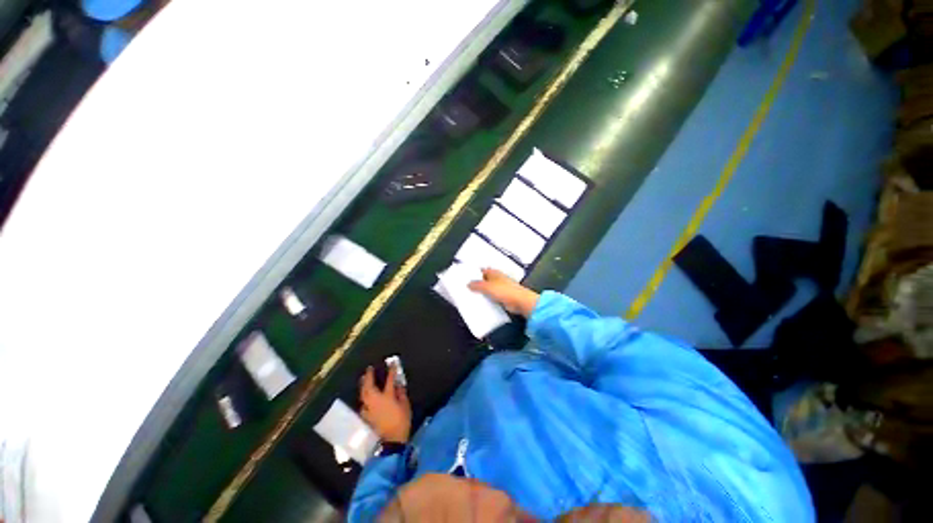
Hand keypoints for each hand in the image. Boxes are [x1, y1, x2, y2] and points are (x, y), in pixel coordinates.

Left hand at [359, 364, 410, 443]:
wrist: (391, 440)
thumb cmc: (401, 421)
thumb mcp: (405, 405)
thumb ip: (401, 393)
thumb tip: (398, 385)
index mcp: (387, 396)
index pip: (389, 380)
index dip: (391, 370)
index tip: (391, 363)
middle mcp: (376, 400)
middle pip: (369, 386)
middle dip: (369, 376)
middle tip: (369, 369)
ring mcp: (369, 409)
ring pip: (363, 394)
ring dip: (363, 385)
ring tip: (363, 379)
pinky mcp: (366, 417)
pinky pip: (363, 404)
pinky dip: (363, 398)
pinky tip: (364, 398)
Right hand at [468, 268, 539, 317]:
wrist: (519, 301)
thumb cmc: (506, 290)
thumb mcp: (487, 286)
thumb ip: (477, 285)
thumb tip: (469, 284)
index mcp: (494, 273)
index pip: (482, 271)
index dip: (474, 274)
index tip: (466, 279)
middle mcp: (497, 279)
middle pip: (484, 280)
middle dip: (477, 285)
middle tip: (468, 289)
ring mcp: (500, 288)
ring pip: (488, 289)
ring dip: (483, 293)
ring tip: (474, 297)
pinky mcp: (503, 297)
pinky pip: (492, 297)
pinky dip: (488, 300)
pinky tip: (483, 303)